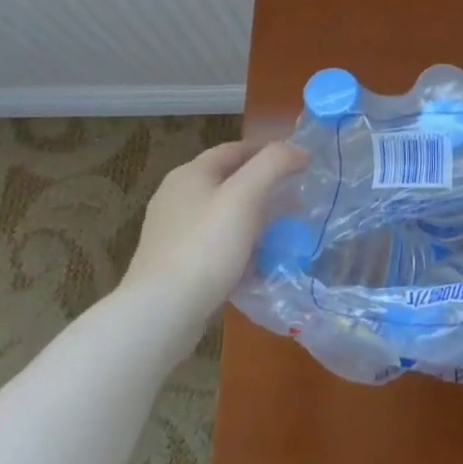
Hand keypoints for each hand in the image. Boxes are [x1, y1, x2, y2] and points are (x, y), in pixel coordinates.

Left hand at [121, 140, 307, 347]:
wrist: (161, 314)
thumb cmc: (206, 246)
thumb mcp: (245, 195)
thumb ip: (273, 164)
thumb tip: (298, 151)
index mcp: (190, 174)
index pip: (236, 149)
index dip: (269, 152)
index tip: (301, 164)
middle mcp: (177, 197)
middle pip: (230, 182)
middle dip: (266, 188)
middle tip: (297, 201)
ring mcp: (173, 233)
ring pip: (224, 216)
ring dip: (255, 220)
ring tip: (283, 233)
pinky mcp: (175, 265)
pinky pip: (215, 245)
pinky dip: (239, 247)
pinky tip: (258, 264)